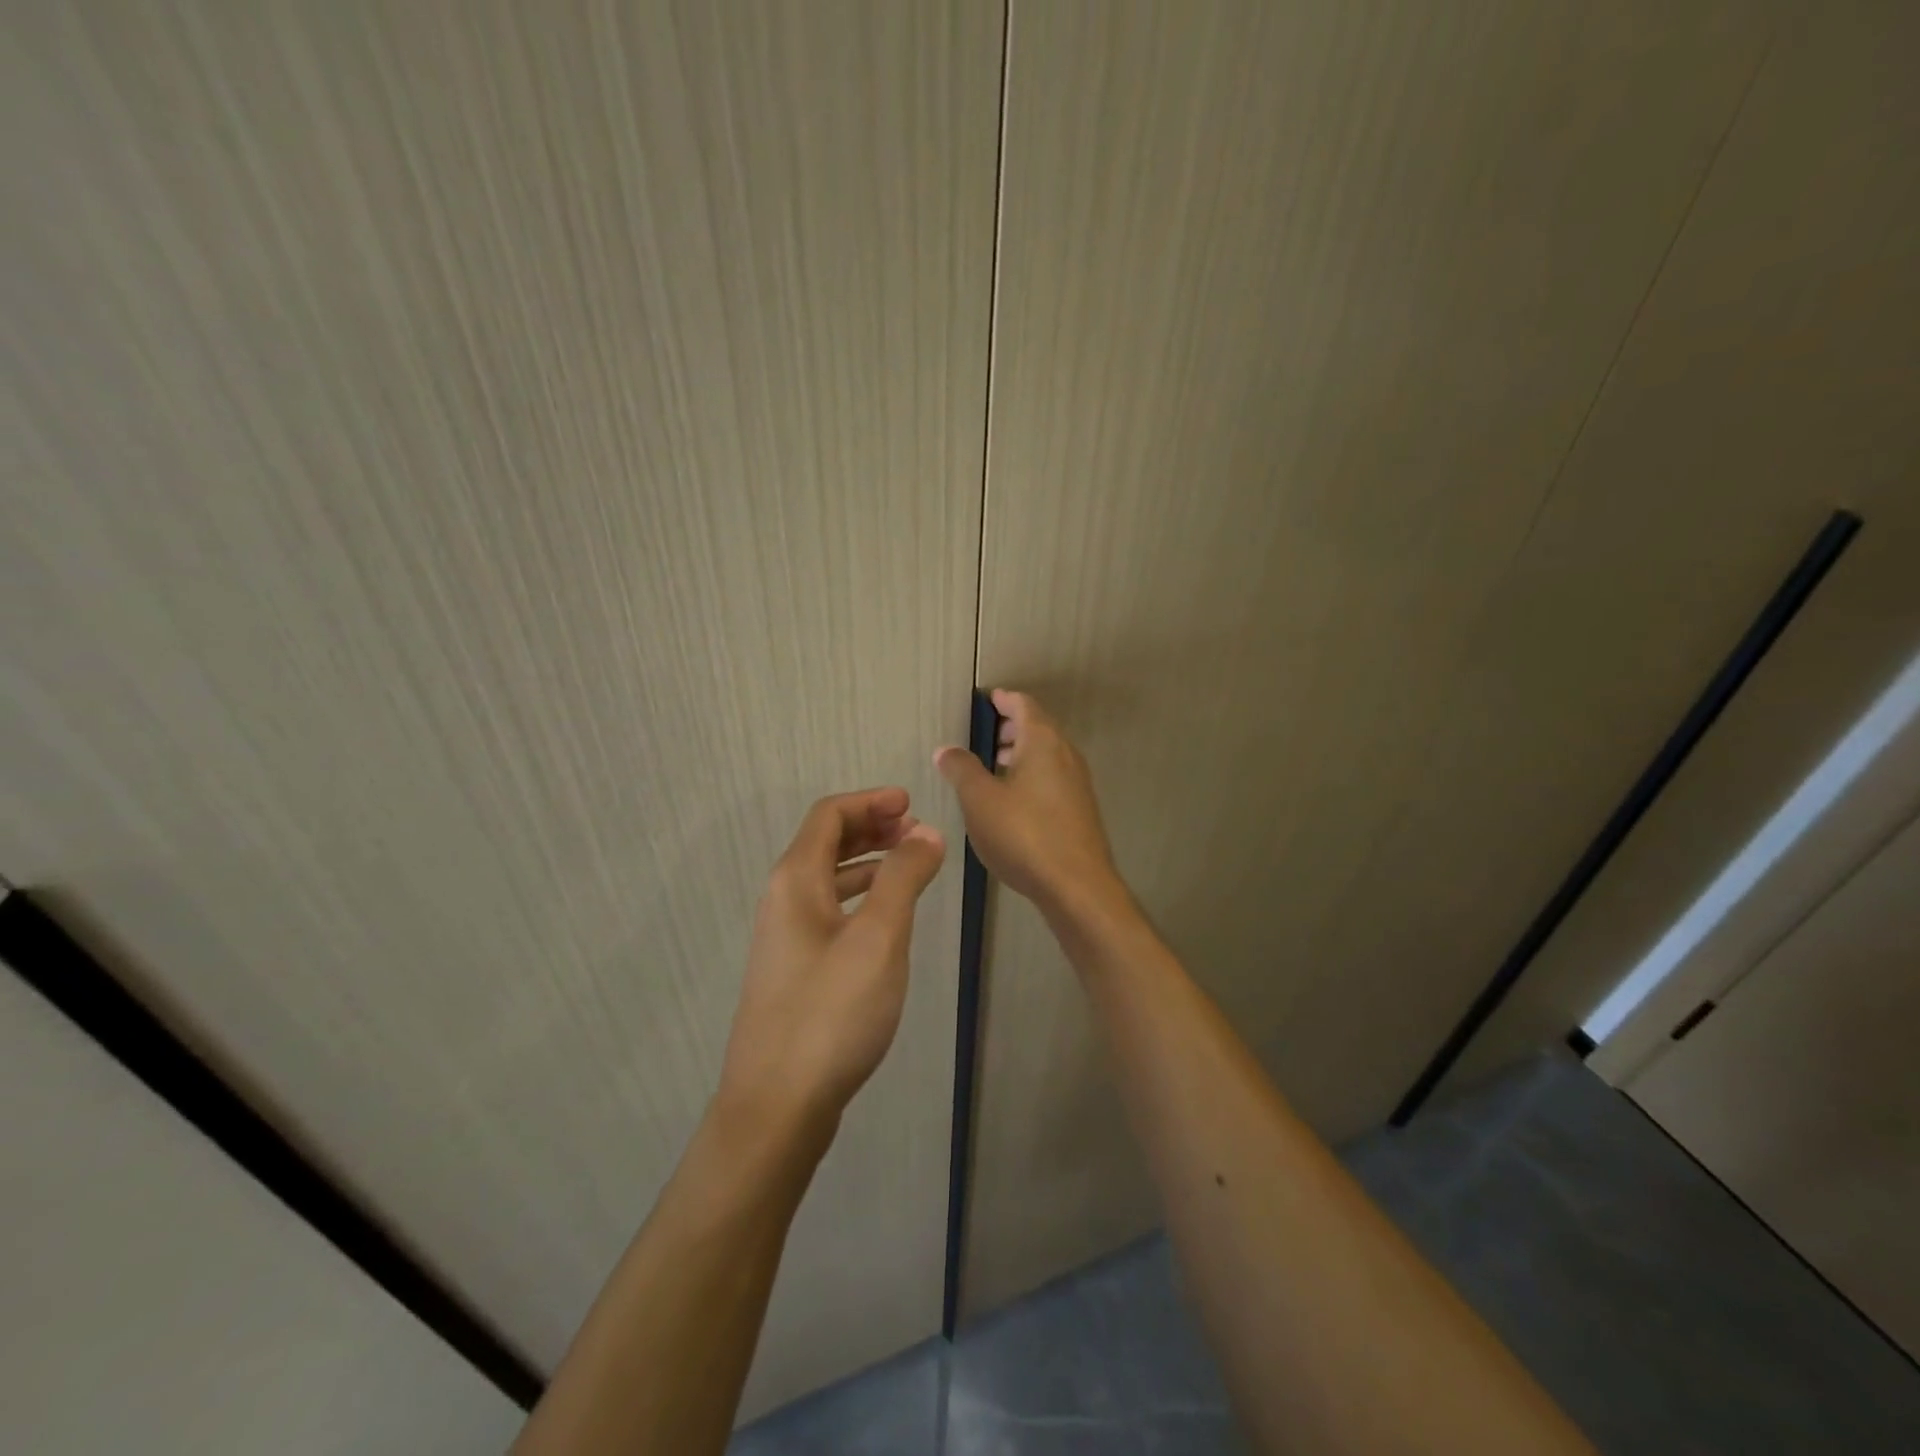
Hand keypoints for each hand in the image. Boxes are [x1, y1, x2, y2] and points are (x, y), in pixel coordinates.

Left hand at [718, 788, 945, 1135]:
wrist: (777, 1106)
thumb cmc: (831, 1012)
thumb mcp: (879, 938)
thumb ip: (904, 878)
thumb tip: (927, 833)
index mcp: (795, 880)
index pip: (829, 815)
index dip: (870, 802)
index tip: (912, 804)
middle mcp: (782, 900)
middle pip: (825, 843)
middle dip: (871, 828)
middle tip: (917, 832)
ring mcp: (785, 938)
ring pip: (828, 879)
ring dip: (868, 862)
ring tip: (911, 867)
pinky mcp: (794, 970)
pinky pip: (829, 911)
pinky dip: (860, 898)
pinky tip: (887, 918)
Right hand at [934, 690, 1122, 915]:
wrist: (1076, 886)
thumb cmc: (1024, 834)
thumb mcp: (980, 800)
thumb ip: (961, 769)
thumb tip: (946, 749)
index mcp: (1043, 742)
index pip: (1024, 706)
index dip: (1004, 700)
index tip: (989, 699)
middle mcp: (1066, 755)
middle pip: (1039, 728)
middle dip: (1013, 726)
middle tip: (989, 732)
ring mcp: (1078, 784)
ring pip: (1048, 755)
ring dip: (1023, 753)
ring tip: (996, 765)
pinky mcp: (1081, 811)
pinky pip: (1053, 778)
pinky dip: (1033, 775)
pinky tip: (1014, 799)